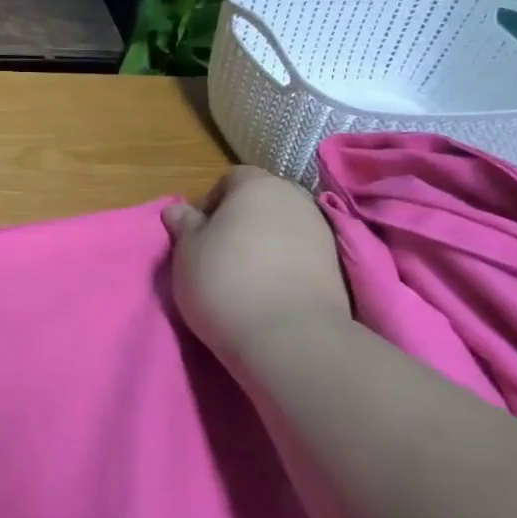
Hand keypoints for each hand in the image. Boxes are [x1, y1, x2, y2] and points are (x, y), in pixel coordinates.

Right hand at [163, 167, 351, 360]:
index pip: (231, 179)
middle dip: (241, 221)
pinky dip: (285, 267)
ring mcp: (322, 233)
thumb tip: (179, 211)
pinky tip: (270, 293)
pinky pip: (301, 256)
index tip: (199, 234)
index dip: (211, 203)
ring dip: (265, 245)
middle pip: (262, 202)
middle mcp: (295, 199)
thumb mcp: (187, 251)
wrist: (290, 338)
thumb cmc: (225, 281)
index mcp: (257, 185)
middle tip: (219, 254)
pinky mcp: (337, 268)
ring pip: (284, 229)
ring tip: (245, 278)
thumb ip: (185, 225)